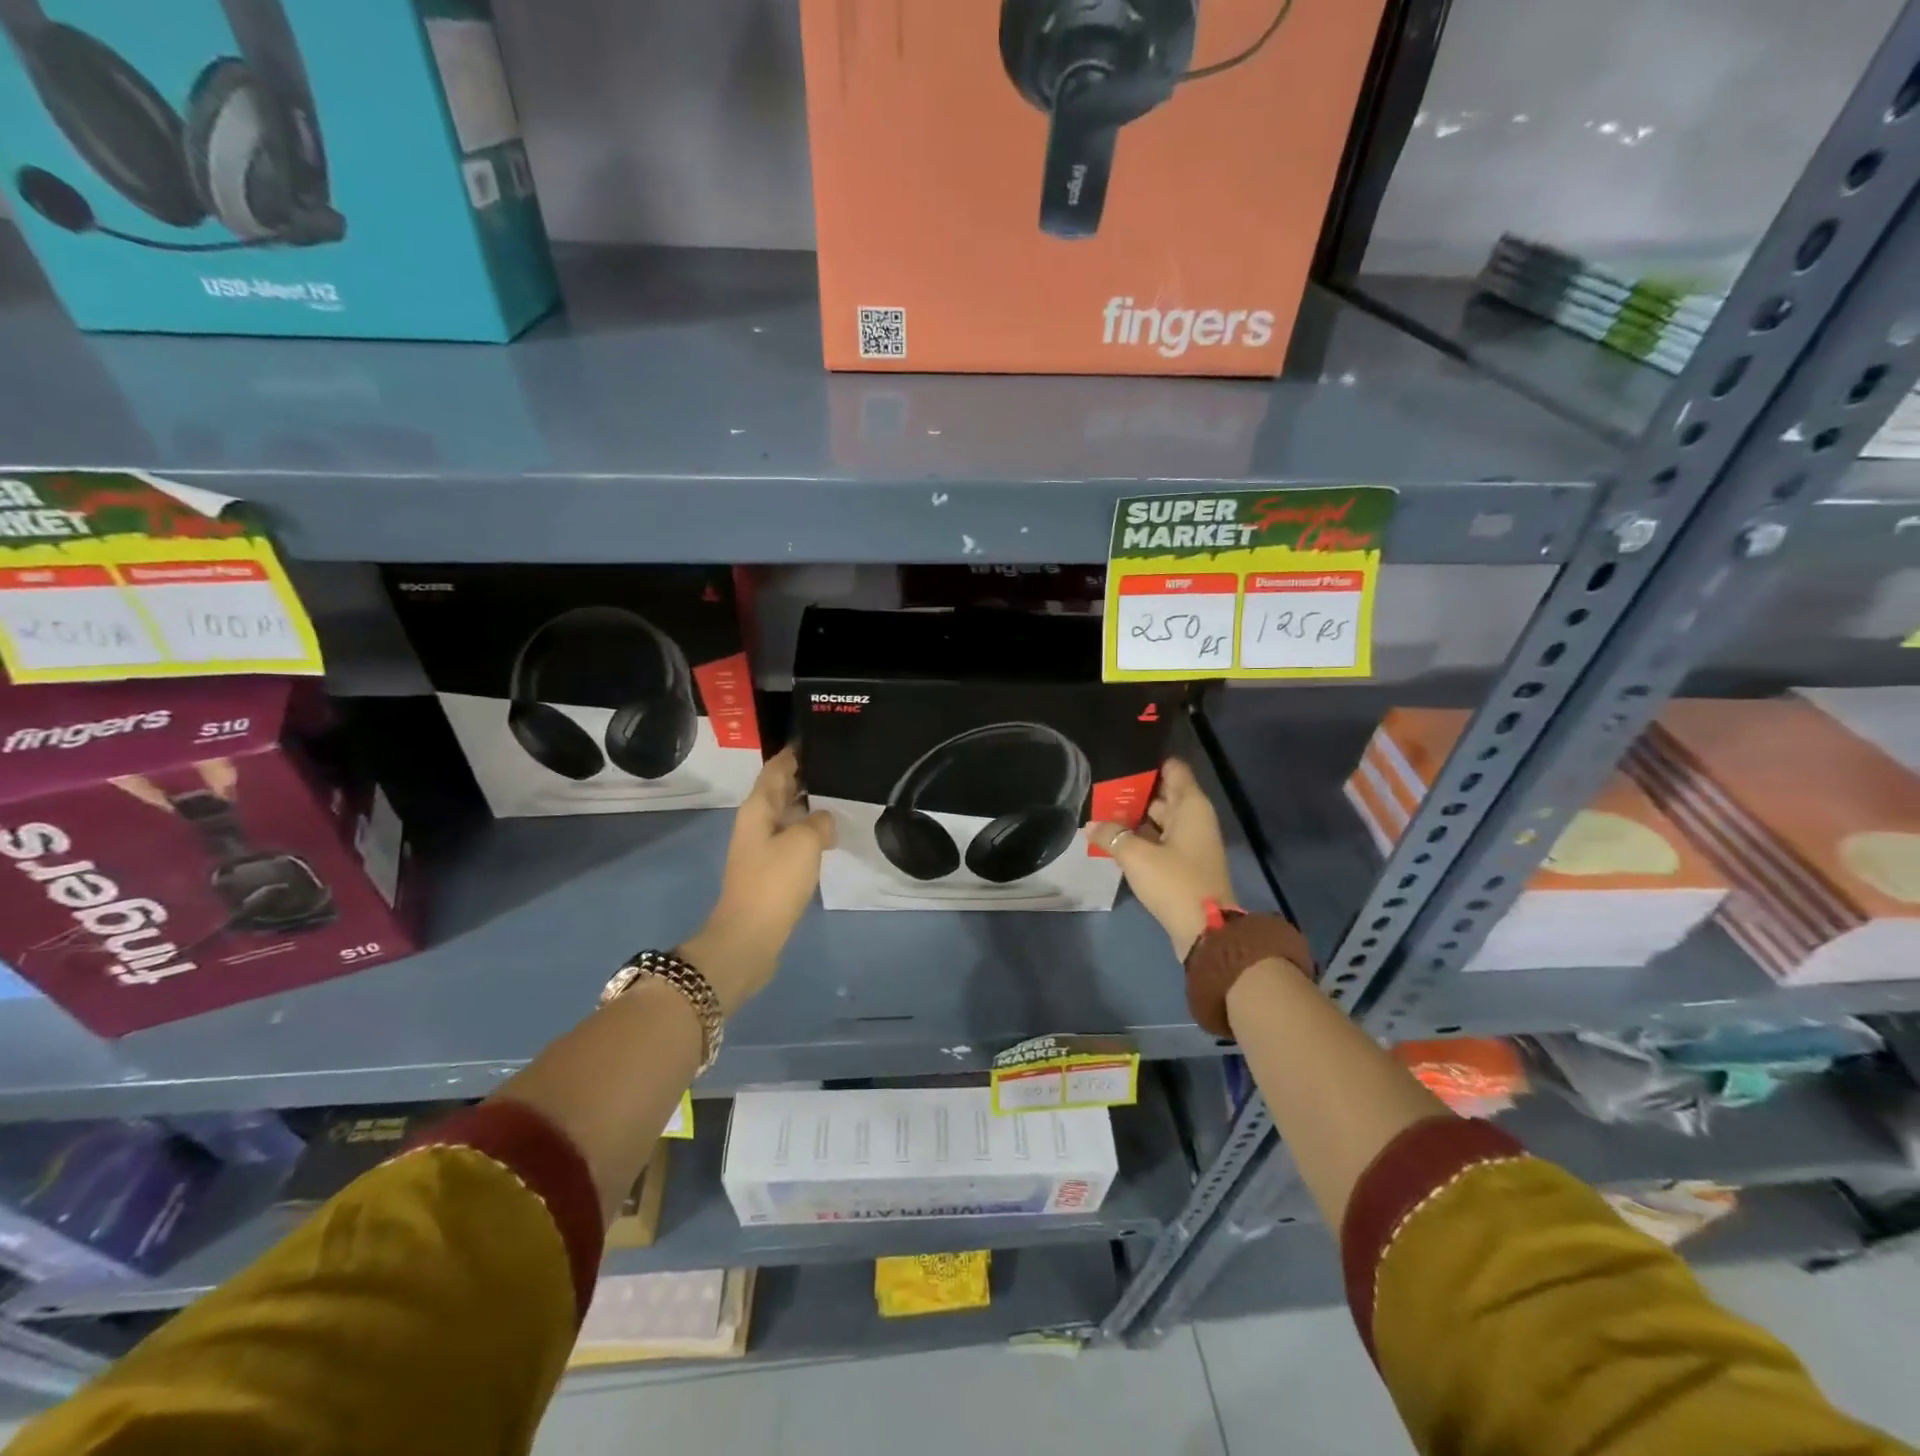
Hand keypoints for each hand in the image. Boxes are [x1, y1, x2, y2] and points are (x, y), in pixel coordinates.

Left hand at [680, 748, 834, 1012]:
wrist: (749, 937)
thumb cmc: (773, 883)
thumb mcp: (804, 843)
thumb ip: (819, 822)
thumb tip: (825, 820)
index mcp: (758, 808)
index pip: (777, 767)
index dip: (795, 751)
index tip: (819, 736)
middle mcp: (757, 822)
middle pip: (782, 788)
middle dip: (807, 774)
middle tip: (841, 763)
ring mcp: (763, 847)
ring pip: (789, 814)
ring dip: (811, 803)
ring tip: (843, 793)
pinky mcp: (772, 869)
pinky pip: (794, 838)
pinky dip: (811, 829)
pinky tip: (833, 832)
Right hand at [1089, 758, 1237, 960]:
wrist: (1205, 931)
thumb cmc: (1175, 882)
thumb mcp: (1136, 856)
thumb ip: (1111, 835)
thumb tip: (1091, 825)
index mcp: (1191, 807)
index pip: (1174, 770)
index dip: (1150, 762)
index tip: (1123, 758)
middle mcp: (1194, 819)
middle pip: (1164, 795)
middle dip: (1135, 791)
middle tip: (1101, 784)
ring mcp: (1190, 843)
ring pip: (1160, 820)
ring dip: (1135, 817)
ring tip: (1101, 809)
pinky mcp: (1184, 865)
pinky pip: (1159, 840)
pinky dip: (1141, 837)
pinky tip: (1114, 839)